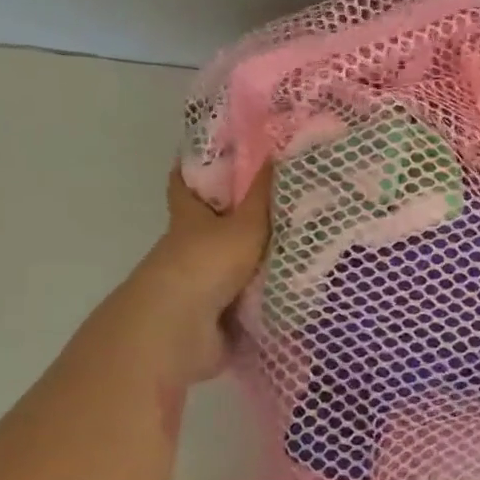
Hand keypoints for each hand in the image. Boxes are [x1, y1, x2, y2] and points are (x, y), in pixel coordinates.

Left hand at [95, 165, 272, 387]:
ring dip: (255, 259)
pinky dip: (263, 293)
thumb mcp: (244, 224)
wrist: (182, 328)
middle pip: (210, 225)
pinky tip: (293, 286)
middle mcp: (189, 247)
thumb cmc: (208, 262)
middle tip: (276, 202)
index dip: (192, 168)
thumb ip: (263, 195)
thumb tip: (277, 151)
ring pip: (230, 262)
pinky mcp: (214, 315)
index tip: (211, 154)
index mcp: (189, 218)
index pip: (184, 184)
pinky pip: (245, 297)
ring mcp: (200, 283)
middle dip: (237, 216)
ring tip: (297, 245)